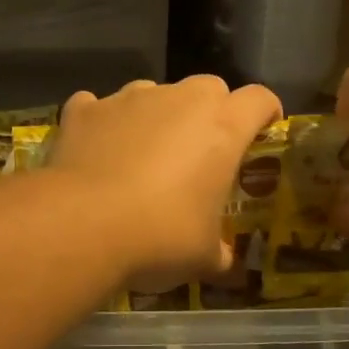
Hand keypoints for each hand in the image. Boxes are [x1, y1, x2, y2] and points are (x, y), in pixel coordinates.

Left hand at [50, 77, 281, 287]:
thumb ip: (220, 252)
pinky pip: (99, 107)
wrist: (83, 225)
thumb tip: (224, 261)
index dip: (265, 113)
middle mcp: (179, 100)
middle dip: (211, 111)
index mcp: (222, 128)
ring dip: (157, 116)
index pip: (259, 99)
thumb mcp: (203, 257)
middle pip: (209, 87)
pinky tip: (96, 151)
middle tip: (201, 151)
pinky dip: (103, 123)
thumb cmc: (160, 237)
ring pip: (154, 93)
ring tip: (144, 155)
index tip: (263, 131)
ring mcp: (128, 99)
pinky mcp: (85, 110)